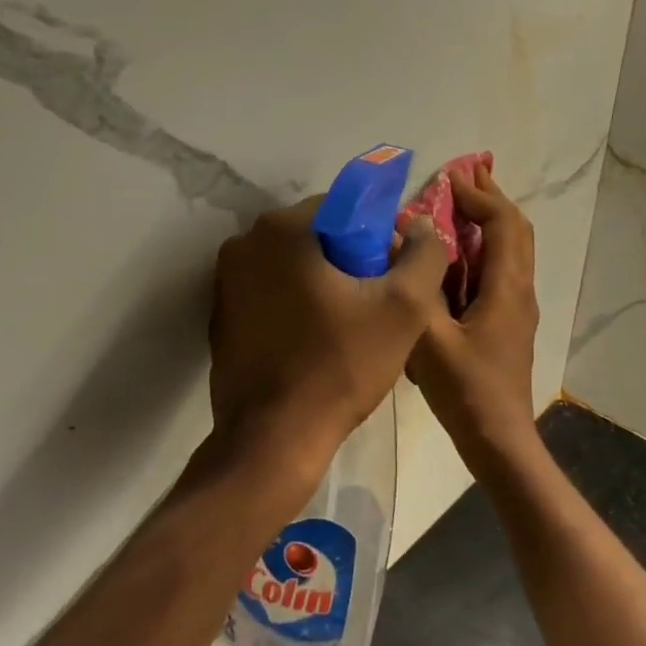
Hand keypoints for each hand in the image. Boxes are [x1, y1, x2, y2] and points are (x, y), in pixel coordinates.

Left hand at [210, 198, 449, 477]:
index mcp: (281, 229)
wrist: (275, 437)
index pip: (344, 208)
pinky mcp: (221, 317)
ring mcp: (225, 282)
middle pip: (316, 236)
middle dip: (350, 261)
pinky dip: (296, 305)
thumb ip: (424, 255)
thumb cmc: (340, 366)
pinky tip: (317, 341)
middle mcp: (243, 244)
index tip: (392, 277)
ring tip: (350, 327)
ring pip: (293, 267)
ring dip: (323, 284)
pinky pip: (271, 294)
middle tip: (376, 305)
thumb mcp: (404, 308)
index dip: (377, 238)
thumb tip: (422, 226)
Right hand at [407, 165, 539, 463]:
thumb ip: (416, 289)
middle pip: (516, 230)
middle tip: (464, 176)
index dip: (478, 196)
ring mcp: (517, 308)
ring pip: (511, 251)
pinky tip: (455, 257)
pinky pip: (500, 271)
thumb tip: (404, 242)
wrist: (498, 439)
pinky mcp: (507, 324)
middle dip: (491, 199)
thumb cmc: (466, 390)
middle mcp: (519, 291)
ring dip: (489, 222)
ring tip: (460, 205)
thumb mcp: (429, 340)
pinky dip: (482, 249)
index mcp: (506, 288)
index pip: (502, 224)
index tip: (448, 179)